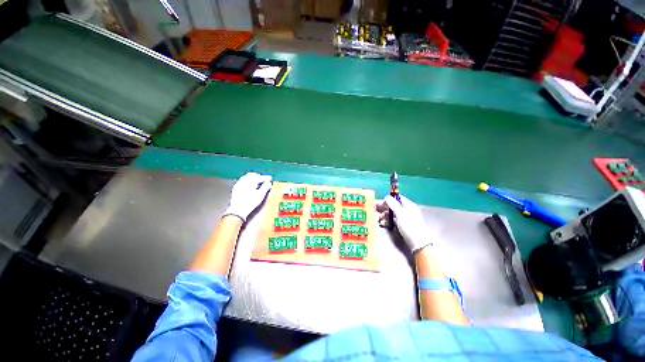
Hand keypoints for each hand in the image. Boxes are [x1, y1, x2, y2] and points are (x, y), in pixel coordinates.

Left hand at [223, 172, 272, 221]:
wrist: (238, 210)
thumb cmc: (250, 203)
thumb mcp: (260, 195)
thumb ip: (265, 187)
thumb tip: (269, 183)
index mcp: (251, 182)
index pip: (260, 177)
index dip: (266, 177)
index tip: (270, 178)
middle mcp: (244, 181)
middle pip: (252, 175)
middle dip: (259, 176)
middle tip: (264, 179)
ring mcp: (239, 184)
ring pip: (246, 177)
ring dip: (252, 177)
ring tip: (257, 181)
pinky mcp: (235, 188)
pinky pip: (242, 180)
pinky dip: (247, 181)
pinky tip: (249, 185)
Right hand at [381, 195, 435, 251]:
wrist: (418, 243)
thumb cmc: (409, 226)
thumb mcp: (400, 213)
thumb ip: (393, 204)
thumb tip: (387, 197)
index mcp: (409, 205)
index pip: (398, 198)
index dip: (389, 199)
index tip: (382, 203)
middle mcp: (408, 210)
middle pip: (394, 206)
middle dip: (386, 208)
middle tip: (379, 212)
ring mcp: (406, 218)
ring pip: (393, 213)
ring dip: (385, 215)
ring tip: (380, 220)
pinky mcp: (404, 225)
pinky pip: (394, 220)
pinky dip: (389, 221)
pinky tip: (384, 224)